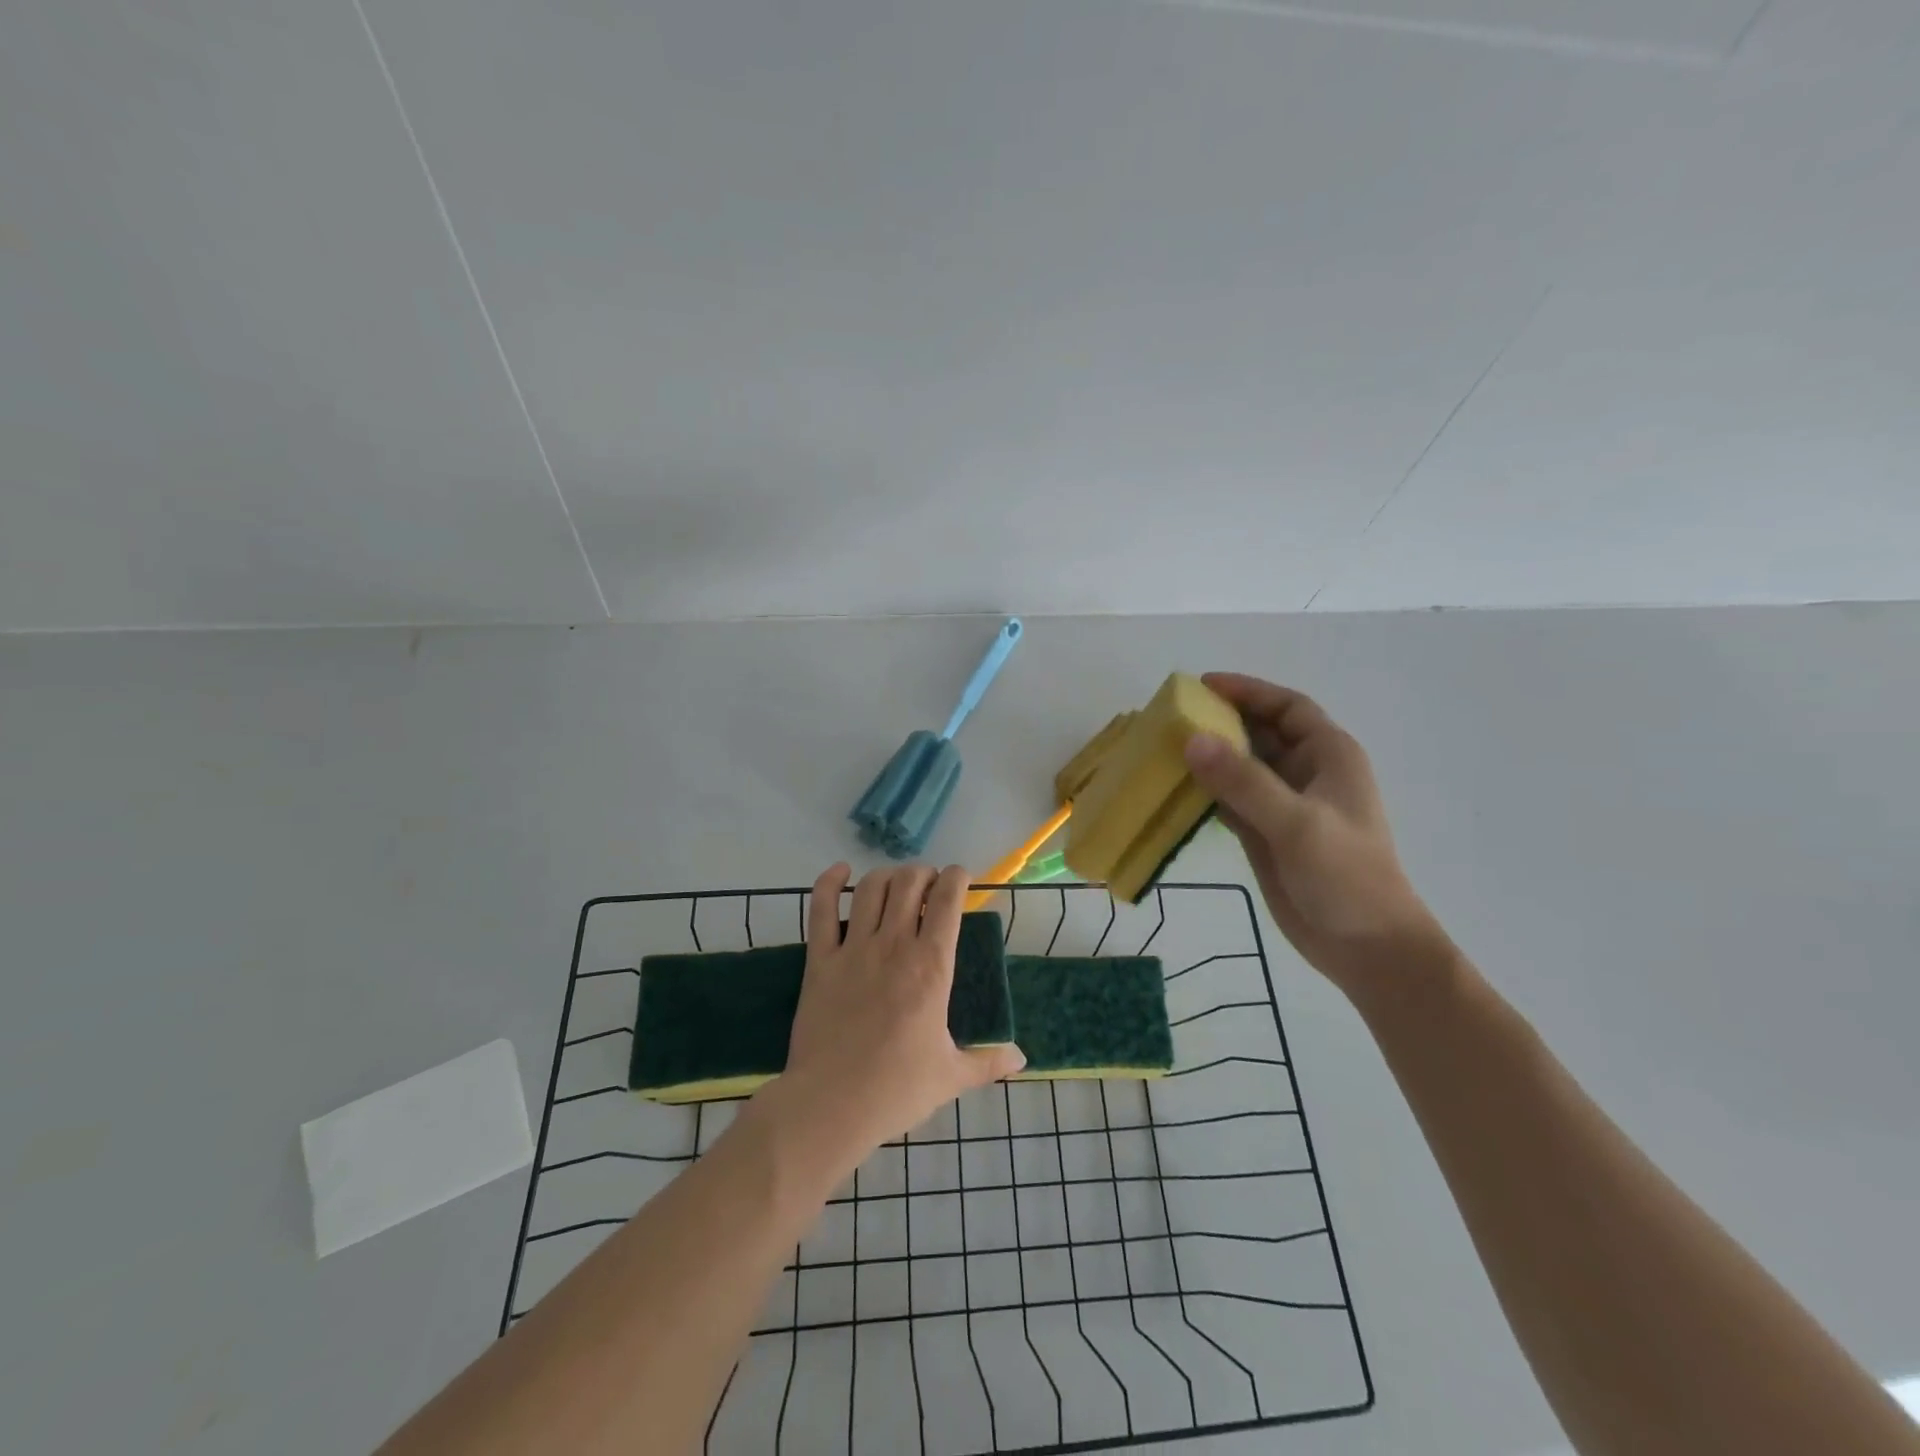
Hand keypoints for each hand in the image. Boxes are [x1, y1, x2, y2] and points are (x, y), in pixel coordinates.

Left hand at [767, 863, 1025, 1168]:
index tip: (960, 878)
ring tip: (896, 883)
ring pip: (870, 888)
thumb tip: (1021, 1058)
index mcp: (931, 967)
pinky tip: (840, 872)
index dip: (957, 878)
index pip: (948, 901)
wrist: (831, 1105)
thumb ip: (988, 1062)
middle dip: (923, 873)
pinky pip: (820, 909)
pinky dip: (829, 883)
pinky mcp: (819, 960)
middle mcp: (894, 945)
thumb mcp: (951, 1076)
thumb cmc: (897, 1089)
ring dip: (887, 875)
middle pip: (909, 883)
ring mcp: (853, 949)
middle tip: (929, 886)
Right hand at [1183, 672, 1445, 991]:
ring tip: (1164, 747)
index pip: (1286, 707)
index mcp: (1328, 756)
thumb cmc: (1345, 876)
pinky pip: (1230, 799)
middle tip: (1172, 717)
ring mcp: (1284, 805)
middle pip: (1260, 732)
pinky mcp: (1265, 834)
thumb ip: (1244, 781)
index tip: (1203, 686)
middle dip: (1221, 721)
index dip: (1248, 691)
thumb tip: (1191, 739)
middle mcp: (1305, 773)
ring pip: (1241, 766)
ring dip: (1209, 756)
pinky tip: (1176, 788)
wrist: (1365, 947)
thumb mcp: (1296, 823)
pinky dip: (1206, 790)